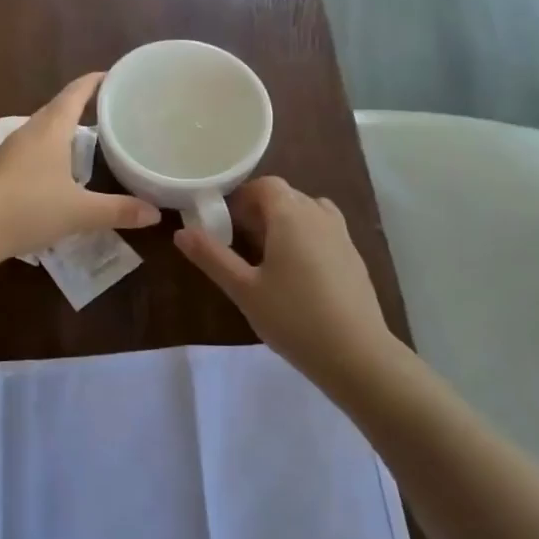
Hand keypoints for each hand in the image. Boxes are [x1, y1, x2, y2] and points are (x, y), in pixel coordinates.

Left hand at [0, 72, 159, 262]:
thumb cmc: (28, 209)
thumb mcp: (80, 212)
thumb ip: (118, 211)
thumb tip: (155, 213)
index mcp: (50, 130)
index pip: (75, 93)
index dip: (94, 82)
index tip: (113, 75)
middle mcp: (29, 132)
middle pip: (57, 108)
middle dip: (82, 105)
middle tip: (109, 109)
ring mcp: (10, 151)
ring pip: (42, 130)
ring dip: (63, 129)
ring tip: (87, 138)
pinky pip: (30, 149)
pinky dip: (49, 150)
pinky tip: (57, 171)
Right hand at [175, 176, 396, 387]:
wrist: (356, 353)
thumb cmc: (293, 317)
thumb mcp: (243, 289)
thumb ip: (212, 257)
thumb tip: (182, 232)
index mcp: (290, 214)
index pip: (265, 185)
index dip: (242, 197)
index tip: (224, 222)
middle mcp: (319, 214)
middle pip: (286, 196)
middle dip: (260, 211)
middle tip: (239, 243)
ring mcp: (342, 235)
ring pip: (308, 212)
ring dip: (285, 223)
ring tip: (268, 256)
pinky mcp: (354, 257)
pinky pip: (324, 231)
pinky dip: (306, 238)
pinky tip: (297, 275)